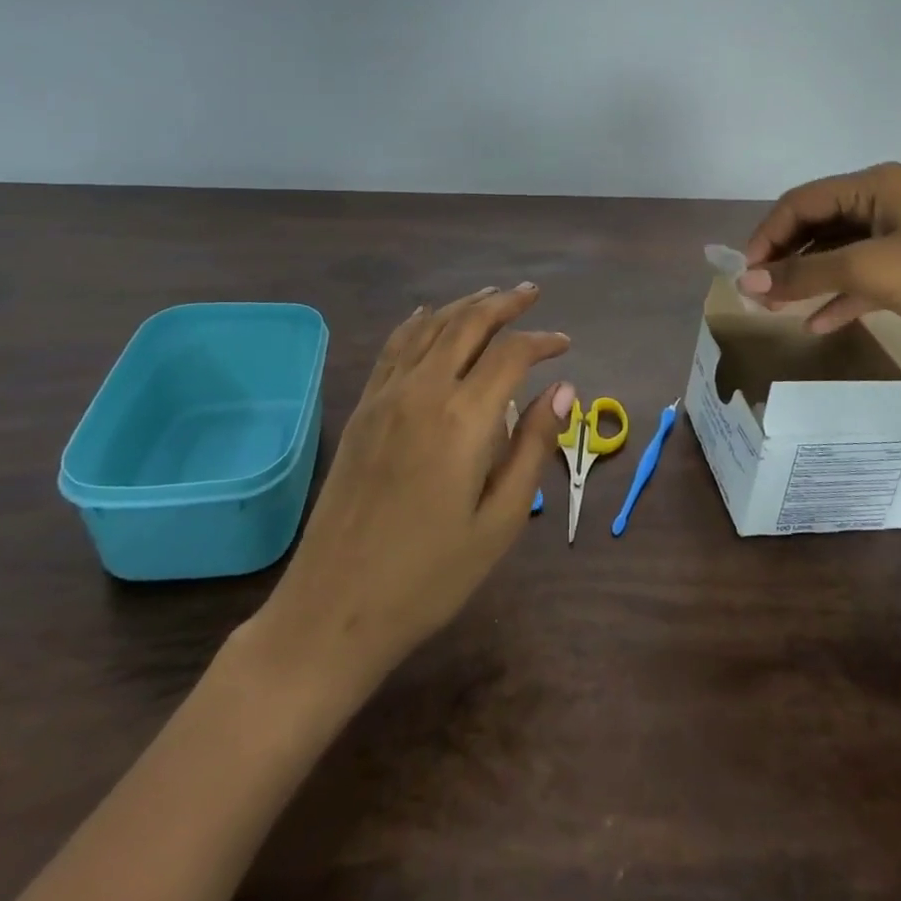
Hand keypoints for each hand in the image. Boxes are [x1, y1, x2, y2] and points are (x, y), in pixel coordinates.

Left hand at [264, 285, 573, 685]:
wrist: (334, 608)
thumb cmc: (430, 575)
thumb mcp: (500, 520)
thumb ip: (534, 446)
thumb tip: (563, 389)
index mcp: (463, 418)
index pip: (510, 354)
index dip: (542, 342)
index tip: (565, 345)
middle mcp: (422, 392)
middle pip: (467, 324)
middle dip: (504, 304)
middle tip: (531, 293)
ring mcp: (385, 397)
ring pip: (429, 328)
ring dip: (464, 306)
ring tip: (491, 296)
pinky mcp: (362, 410)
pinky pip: (393, 348)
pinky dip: (418, 323)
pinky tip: (428, 317)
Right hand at [740, 162, 900, 378]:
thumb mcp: (869, 271)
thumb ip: (804, 274)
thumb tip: (745, 284)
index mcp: (875, 184)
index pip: (801, 201)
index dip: (767, 235)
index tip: (746, 275)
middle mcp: (884, 202)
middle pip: (816, 225)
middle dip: (785, 258)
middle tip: (758, 295)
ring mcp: (900, 238)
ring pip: (836, 253)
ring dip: (806, 278)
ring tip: (776, 310)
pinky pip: (861, 279)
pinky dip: (837, 298)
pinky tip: (816, 324)